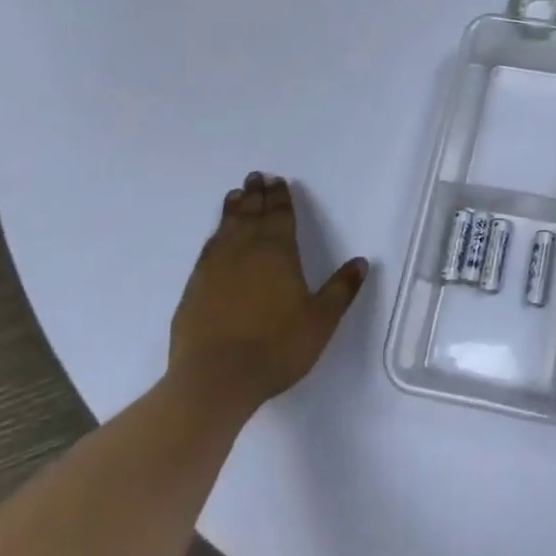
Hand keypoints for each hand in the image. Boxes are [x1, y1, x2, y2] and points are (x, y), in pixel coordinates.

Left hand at [168, 172, 367, 412]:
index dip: (281, 197)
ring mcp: (216, 268)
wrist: (215, 379)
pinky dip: (215, 234)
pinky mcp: (195, 287)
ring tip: (236, 195)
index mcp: (278, 253)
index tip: (278, 180)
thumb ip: (341, 289)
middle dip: (257, 195)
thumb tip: (361, 261)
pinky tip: (216, 235)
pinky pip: (208, 249)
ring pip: (227, 227)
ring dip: (234, 209)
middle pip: (252, 215)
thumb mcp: (321, 321)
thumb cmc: (276, 348)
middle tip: (256, 176)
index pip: (280, 216)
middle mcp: (246, 251)